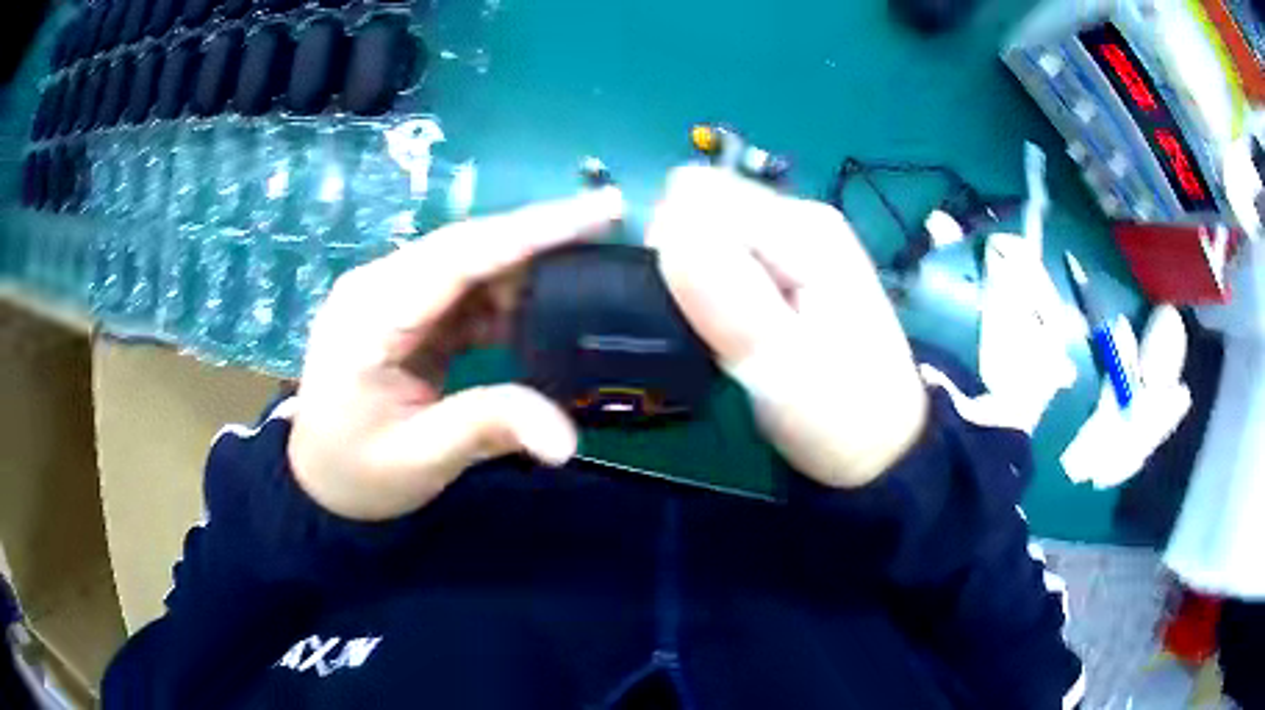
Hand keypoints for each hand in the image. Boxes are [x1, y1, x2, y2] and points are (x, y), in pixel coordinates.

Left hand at [288, 188, 624, 519]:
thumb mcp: (419, 459)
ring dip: (528, 267)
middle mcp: (378, 286)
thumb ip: (488, 429)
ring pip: (471, 262)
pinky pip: (465, 290)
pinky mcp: (406, 311)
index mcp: (370, 315)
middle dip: (541, 235)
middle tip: (612, 223)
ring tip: (592, 269)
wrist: (318, 480)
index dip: (533, 231)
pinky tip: (545, 309)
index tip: (601, 211)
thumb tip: (567, 438)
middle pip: (468, 246)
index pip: (459, 256)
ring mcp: (391, 295)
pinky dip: (508, 298)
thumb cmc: (356, 473)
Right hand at [648, 167, 927, 487]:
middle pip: (699, 207)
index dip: (671, 248)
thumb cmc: (839, 413)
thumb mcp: (780, 363)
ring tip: (719, 335)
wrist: (881, 447)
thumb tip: (664, 226)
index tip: (686, 309)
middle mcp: (797, 218)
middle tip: (706, 329)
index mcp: (801, 227)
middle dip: (682, 263)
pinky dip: (709, 292)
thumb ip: (724, 293)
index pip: (695, 195)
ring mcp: (793, 242)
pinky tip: (731, 331)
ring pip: (704, 233)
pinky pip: (720, 258)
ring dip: (694, 282)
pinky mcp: (786, 268)